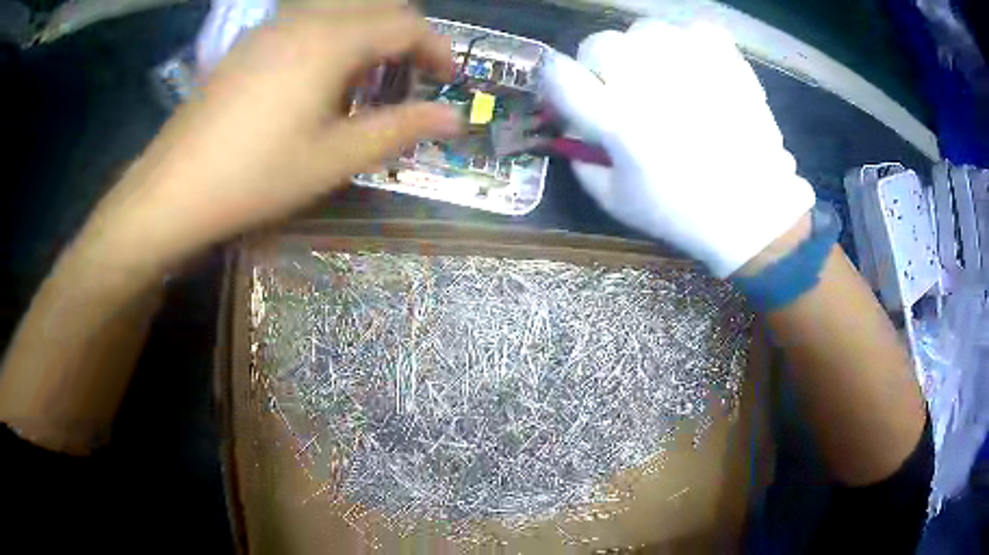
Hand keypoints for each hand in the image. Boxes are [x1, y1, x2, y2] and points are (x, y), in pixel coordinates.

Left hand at [80, 6, 461, 278]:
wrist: (173, 189)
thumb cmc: (257, 176)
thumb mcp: (335, 158)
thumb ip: (400, 129)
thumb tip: (455, 118)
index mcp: (332, 39)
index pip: (406, 24)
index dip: (436, 48)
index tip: (449, 80)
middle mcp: (305, 18)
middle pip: (377, 5)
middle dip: (406, 34)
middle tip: (411, 76)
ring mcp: (272, 26)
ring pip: (341, 7)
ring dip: (368, 33)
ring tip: (368, 78)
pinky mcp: (250, 43)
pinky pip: (308, 19)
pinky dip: (334, 35)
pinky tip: (320, 77)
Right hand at [543, 20, 814, 277]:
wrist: (754, 211)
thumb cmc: (683, 213)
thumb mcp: (616, 201)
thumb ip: (582, 160)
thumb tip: (573, 124)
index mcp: (617, 120)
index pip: (560, 76)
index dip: (557, 80)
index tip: (569, 90)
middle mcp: (649, 81)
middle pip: (600, 44)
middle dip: (600, 66)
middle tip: (621, 89)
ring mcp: (691, 64)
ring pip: (645, 30)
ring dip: (643, 51)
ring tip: (663, 78)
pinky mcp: (725, 60)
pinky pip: (693, 30)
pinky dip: (689, 44)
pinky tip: (694, 69)